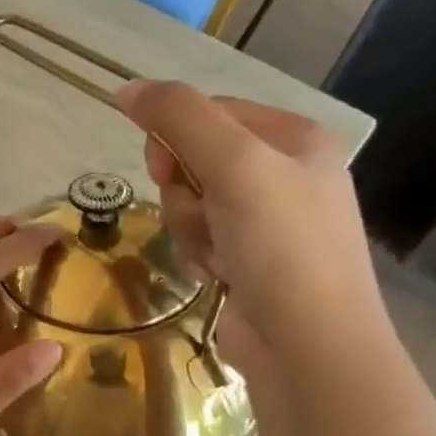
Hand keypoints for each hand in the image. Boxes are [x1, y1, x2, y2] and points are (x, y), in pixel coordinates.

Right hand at [115, 81, 385, 377]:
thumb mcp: (234, 164)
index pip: (209, 111)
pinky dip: (198, 253)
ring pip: (190, 199)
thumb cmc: (281, 245)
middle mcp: (285, 172)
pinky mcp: (250, 258)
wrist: (309, 347)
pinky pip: (199, 235)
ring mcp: (268, 219)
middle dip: (184, 189)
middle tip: (202, 213)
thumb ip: (179, 117)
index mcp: (295, 137)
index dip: (176, 137)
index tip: (167, 168)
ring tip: (217, 254)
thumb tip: (127, 88)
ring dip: (189, 226)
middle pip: (194, 156)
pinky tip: (218, 274)